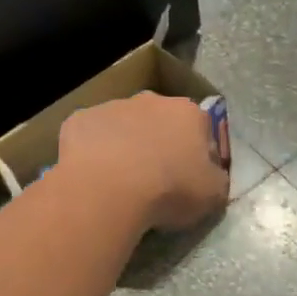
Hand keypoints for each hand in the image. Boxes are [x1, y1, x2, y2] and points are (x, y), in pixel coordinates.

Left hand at [58, 92, 229, 230]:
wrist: (109, 188)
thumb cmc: (169, 189)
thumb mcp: (213, 195)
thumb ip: (217, 179)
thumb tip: (211, 175)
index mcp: (189, 113)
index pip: (202, 129)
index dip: (198, 154)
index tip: (190, 178)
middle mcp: (152, 100)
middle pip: (161, 121)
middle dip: (159, 143)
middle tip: (154, 179)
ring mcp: (112, 106)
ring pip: (123, 125)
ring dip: (124, 145)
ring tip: (119, 181)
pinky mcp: (80, 119)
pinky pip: (91, 135)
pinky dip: (93, 151)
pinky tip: (92, 176)